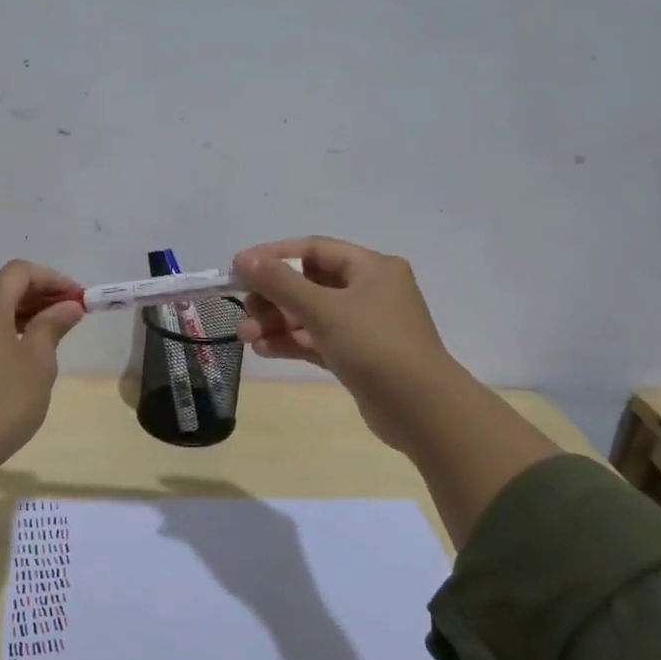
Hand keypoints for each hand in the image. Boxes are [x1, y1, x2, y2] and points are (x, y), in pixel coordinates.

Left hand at [0, 260, 85, 463]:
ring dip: (20, 312)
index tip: (79, 298)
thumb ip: (53, 325)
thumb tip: (68, 306)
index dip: (53, 279)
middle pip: (2, 287)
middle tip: (69, 313)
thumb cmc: (5, 399)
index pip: (20, 272)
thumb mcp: (39, 360)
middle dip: (38, 294)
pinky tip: (21, 351)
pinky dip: (2, 328)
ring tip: (50, 332)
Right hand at [232, 236, 457, 457]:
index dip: (273, 256)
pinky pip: (318, 340)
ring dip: (277, 323)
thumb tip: (243, 259)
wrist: (422, 410)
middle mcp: (370, 290)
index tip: (238, 269)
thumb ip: (280, 283)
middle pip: (309, 283)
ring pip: (311, 315)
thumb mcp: (324, 309)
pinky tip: (264, 350)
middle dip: (272, 297)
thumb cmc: (375, 345)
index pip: (313, 249)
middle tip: (244, 312)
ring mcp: (365, 325)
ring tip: (246, 337)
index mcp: (371, 267)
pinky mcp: (359, 356)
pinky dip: (292, 342)